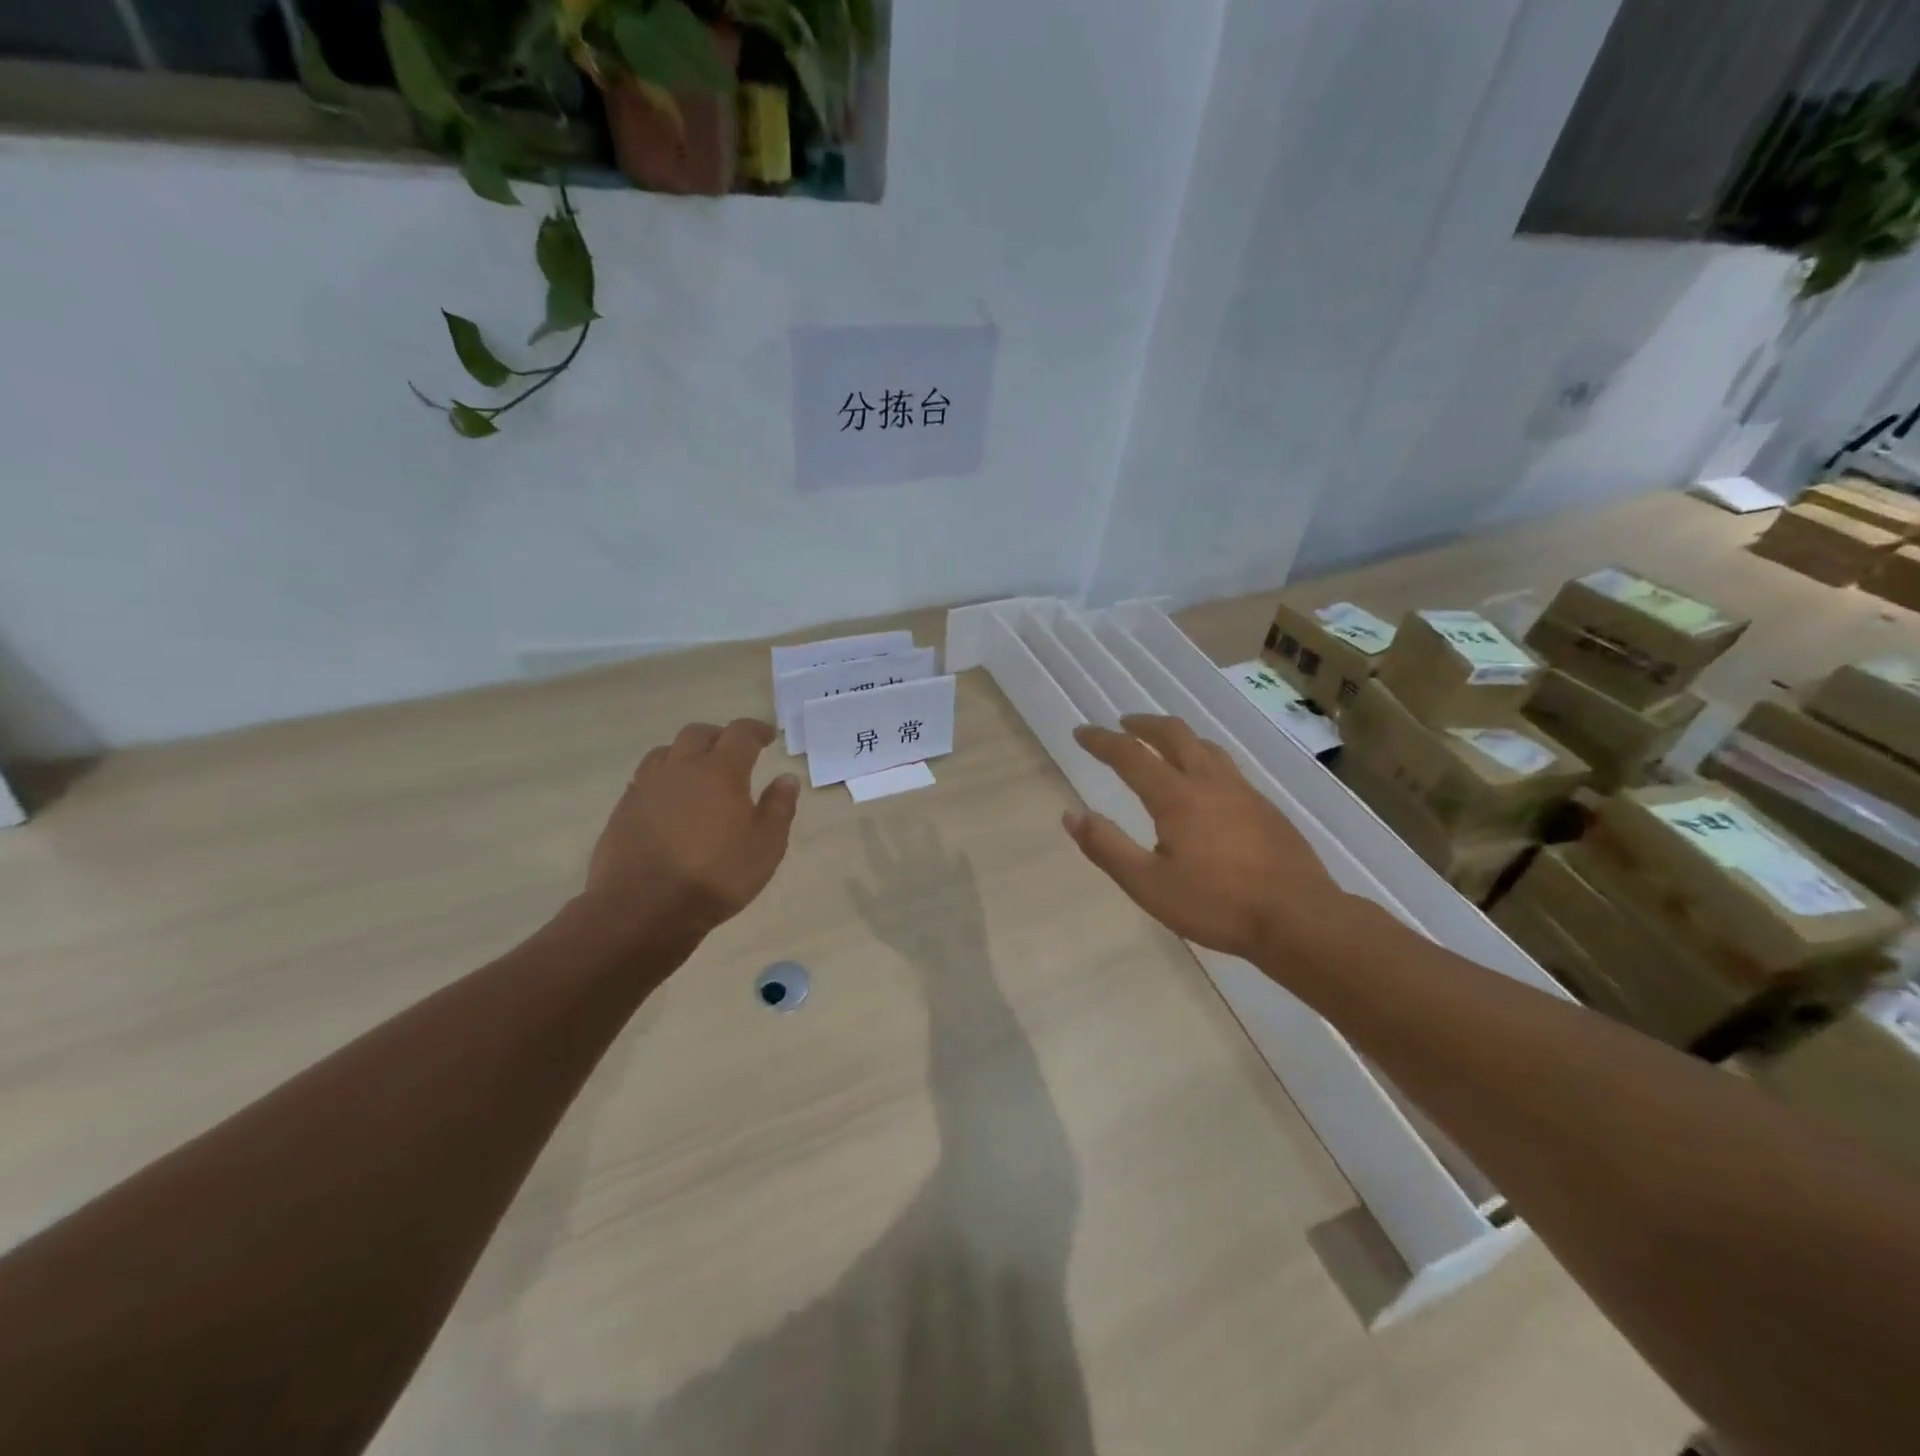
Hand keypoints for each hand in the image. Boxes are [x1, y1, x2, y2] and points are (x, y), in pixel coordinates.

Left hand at [579, 719, 800, 941]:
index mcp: (720, 771)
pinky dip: (664, 778)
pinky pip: (646, 778)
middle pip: (698, 733)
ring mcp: (647, 786)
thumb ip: (779, 808)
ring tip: (698, 772)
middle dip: (719, 736)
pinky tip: (670, 801)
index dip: (756, 730)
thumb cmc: (716, 877)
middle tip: (733, 752)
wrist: (643, 909)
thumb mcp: (766, 847)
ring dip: (686, 753)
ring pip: (666, 751)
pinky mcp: (624, 808)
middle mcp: (681, 768)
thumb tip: (786, 778)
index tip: (767, 736)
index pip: (740, 733)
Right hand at [1063, 715, 1342, 963]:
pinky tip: (1205, 782)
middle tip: (1124, 724)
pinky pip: (1226, 766)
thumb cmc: (1217, 905)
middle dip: (1144, 724)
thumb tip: (1071, 814)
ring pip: (1205, 746)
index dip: (1102, 741)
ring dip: (1176, 737)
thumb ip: (1107, 847)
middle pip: (1174, 735)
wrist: (1299, 919)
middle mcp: (1209, 782)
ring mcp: (1243, 791)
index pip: (1130, 755)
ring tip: (1162, 744)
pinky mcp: (1266, 807)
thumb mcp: (1148, 885)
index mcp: (1176, 796)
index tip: (1081, 733)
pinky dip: (1202, 757)